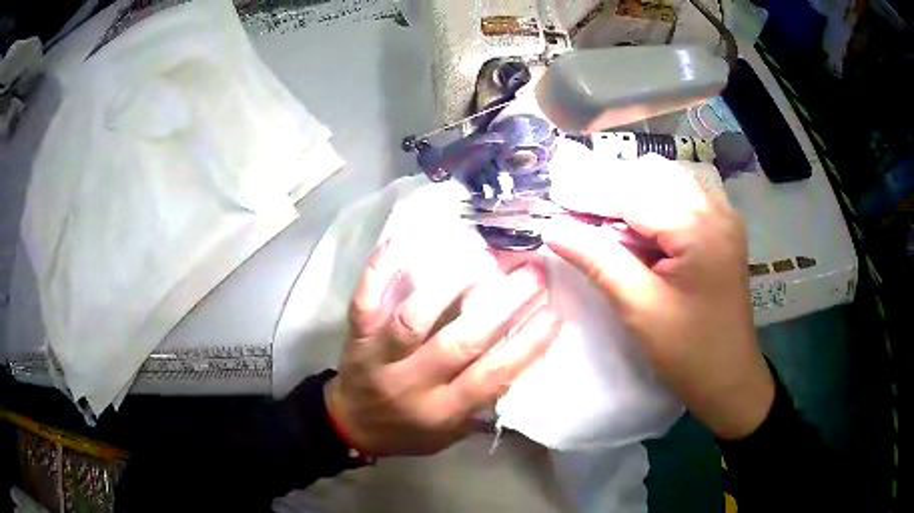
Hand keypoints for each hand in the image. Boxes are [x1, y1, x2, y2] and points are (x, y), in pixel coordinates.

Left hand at [325, 241, 562, 455]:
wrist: (351, 425)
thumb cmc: (408, 431)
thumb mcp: (451, 434)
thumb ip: (483, 404)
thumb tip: (520, 361)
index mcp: (441, 411)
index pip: (492, 377)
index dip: (528, 344)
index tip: (554, 312)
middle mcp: (411, 383)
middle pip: (459, 343)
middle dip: (502, 305)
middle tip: (532, 273)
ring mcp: (378, 356)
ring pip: (413, 318)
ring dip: (450, 285)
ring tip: (483, 258)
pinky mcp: (357, 335)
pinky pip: (364, 300)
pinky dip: (380, 271)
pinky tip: (402, 242)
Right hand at [545, 155, 774, 439]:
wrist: (730, 379)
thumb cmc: (689, 351)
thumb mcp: (640, 308)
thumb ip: (598, 260)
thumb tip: (553, 229)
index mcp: (700, 227)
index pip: (635, 193)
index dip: (591, 194)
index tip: (554, 200)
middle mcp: (716, 209)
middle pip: (653, 176)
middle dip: (611, 189)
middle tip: (576, 212)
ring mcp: (723, 217)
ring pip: (667, 182)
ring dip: (631, 194)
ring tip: (600, 220)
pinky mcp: (722, 230)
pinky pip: (682, 198)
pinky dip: (653, 205)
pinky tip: (635, 228)